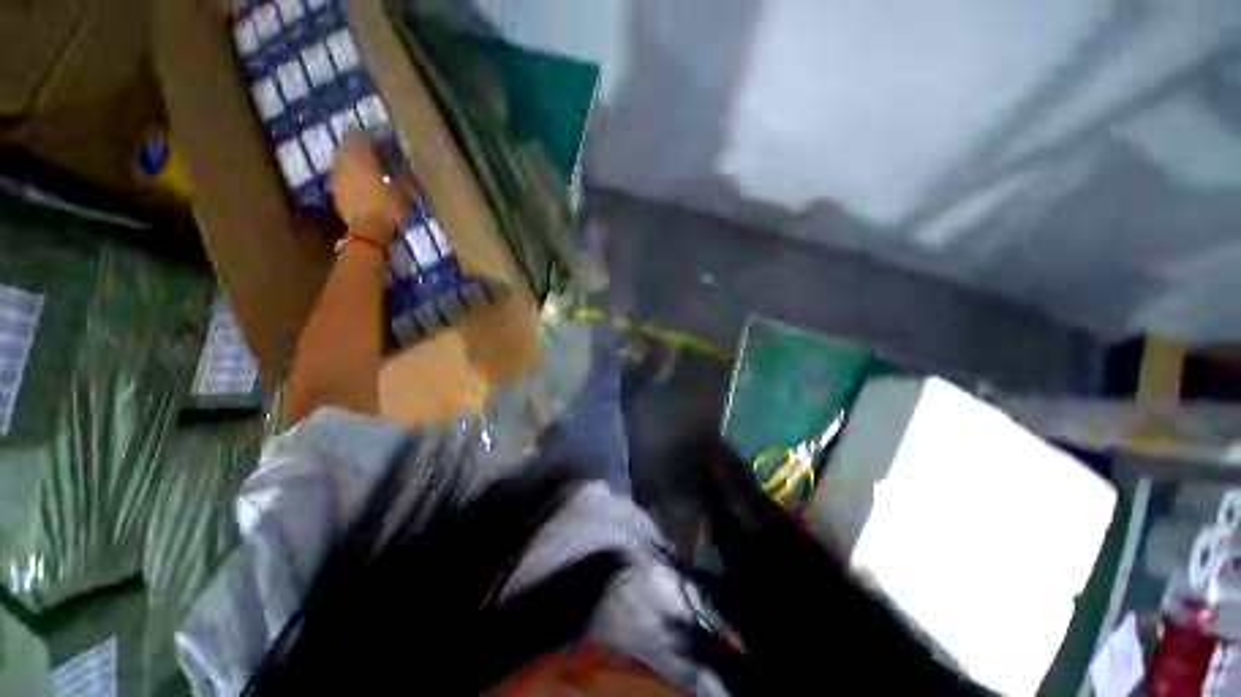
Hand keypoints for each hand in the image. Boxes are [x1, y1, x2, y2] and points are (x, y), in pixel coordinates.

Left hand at [331, 132, 404, 244]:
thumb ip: (404, 176)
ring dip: (356, 161)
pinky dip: (352, 175)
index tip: (385, 142)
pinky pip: (343, 175)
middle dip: (361, 147)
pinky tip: (364, 185)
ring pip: (344, 159)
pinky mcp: (336, 190)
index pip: (361, 135)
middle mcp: (344, 161)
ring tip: (371, 171)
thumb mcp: (405, 192)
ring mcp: (337, 176)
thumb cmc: (388, 207)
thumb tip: (408, 167)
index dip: (372, 136)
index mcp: (360, 156)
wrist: (367, 231)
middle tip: (377, 154)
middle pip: (348, 145)